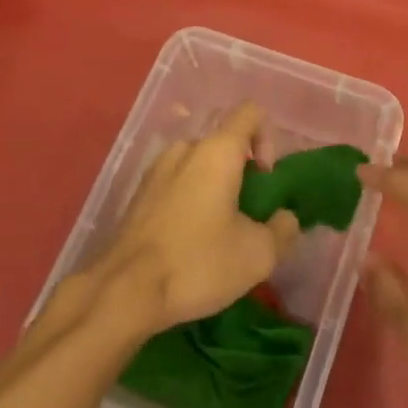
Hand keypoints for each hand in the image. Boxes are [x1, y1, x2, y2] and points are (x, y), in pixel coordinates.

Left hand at [89, 104, 299, 333]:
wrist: (122, 294)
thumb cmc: (196, 263)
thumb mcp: (257, 255)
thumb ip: (283, 229)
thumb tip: (285, 218)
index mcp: (217, 150)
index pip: (251, 113)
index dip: (268, 138)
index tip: (265, 179)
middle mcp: (186, 148)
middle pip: (224, 143)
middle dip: (241, 172)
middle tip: (247, 215)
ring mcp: (157, 170)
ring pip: (198, 165)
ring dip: (214, 188)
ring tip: (218, 232)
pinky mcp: (138, 195)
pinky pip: (176, 184)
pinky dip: (189, 201)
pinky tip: (188, 242)